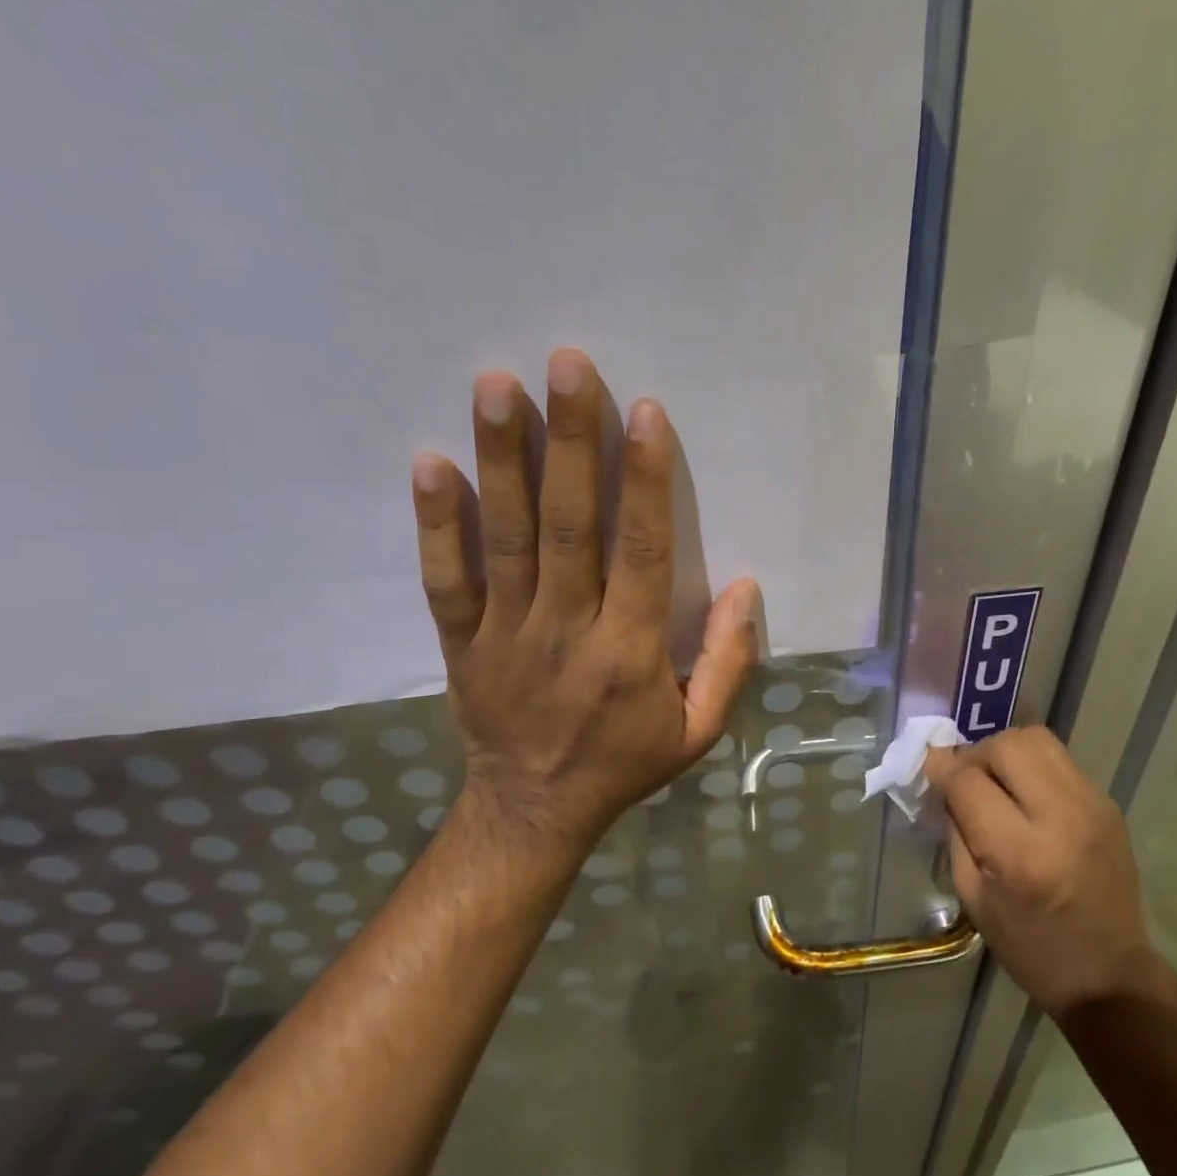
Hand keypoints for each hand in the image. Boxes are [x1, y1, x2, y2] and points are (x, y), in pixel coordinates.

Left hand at [411, 348, 759, 867]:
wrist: (534, 811)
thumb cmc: (625, 763)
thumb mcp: (697, 730)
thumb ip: (728, 661)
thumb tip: (747, 588)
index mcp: (631, 652)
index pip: (643, 552)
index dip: (646, 481)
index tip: (644, 414)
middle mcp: (567, 630)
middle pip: (570, 526)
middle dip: (571, 442)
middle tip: (566, 364)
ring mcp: (506, 634)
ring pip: (506, 538)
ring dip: (502, 460)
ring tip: (496, 386)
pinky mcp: (462, 642)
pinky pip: (447, 579)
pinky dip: (436, 523)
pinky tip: (429, 463)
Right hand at [926, 728, 1156, 1018]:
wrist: (1108, 973)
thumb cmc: (1029, 946)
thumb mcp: (973, 897)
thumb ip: (956, 830)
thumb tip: (944, 779)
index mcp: (1019, 853)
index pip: (969, 782)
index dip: (942, 769)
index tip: (930, 770)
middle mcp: (1061, 818)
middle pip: (1008, 745)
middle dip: (976, 753)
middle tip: (966, 778)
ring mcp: (1092, 805)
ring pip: (1038, 740)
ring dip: (1006, 751)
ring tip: (996, 780)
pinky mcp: (1108, 804)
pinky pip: (1060, 761)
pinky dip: (1033, 766)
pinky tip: (1026, 795)